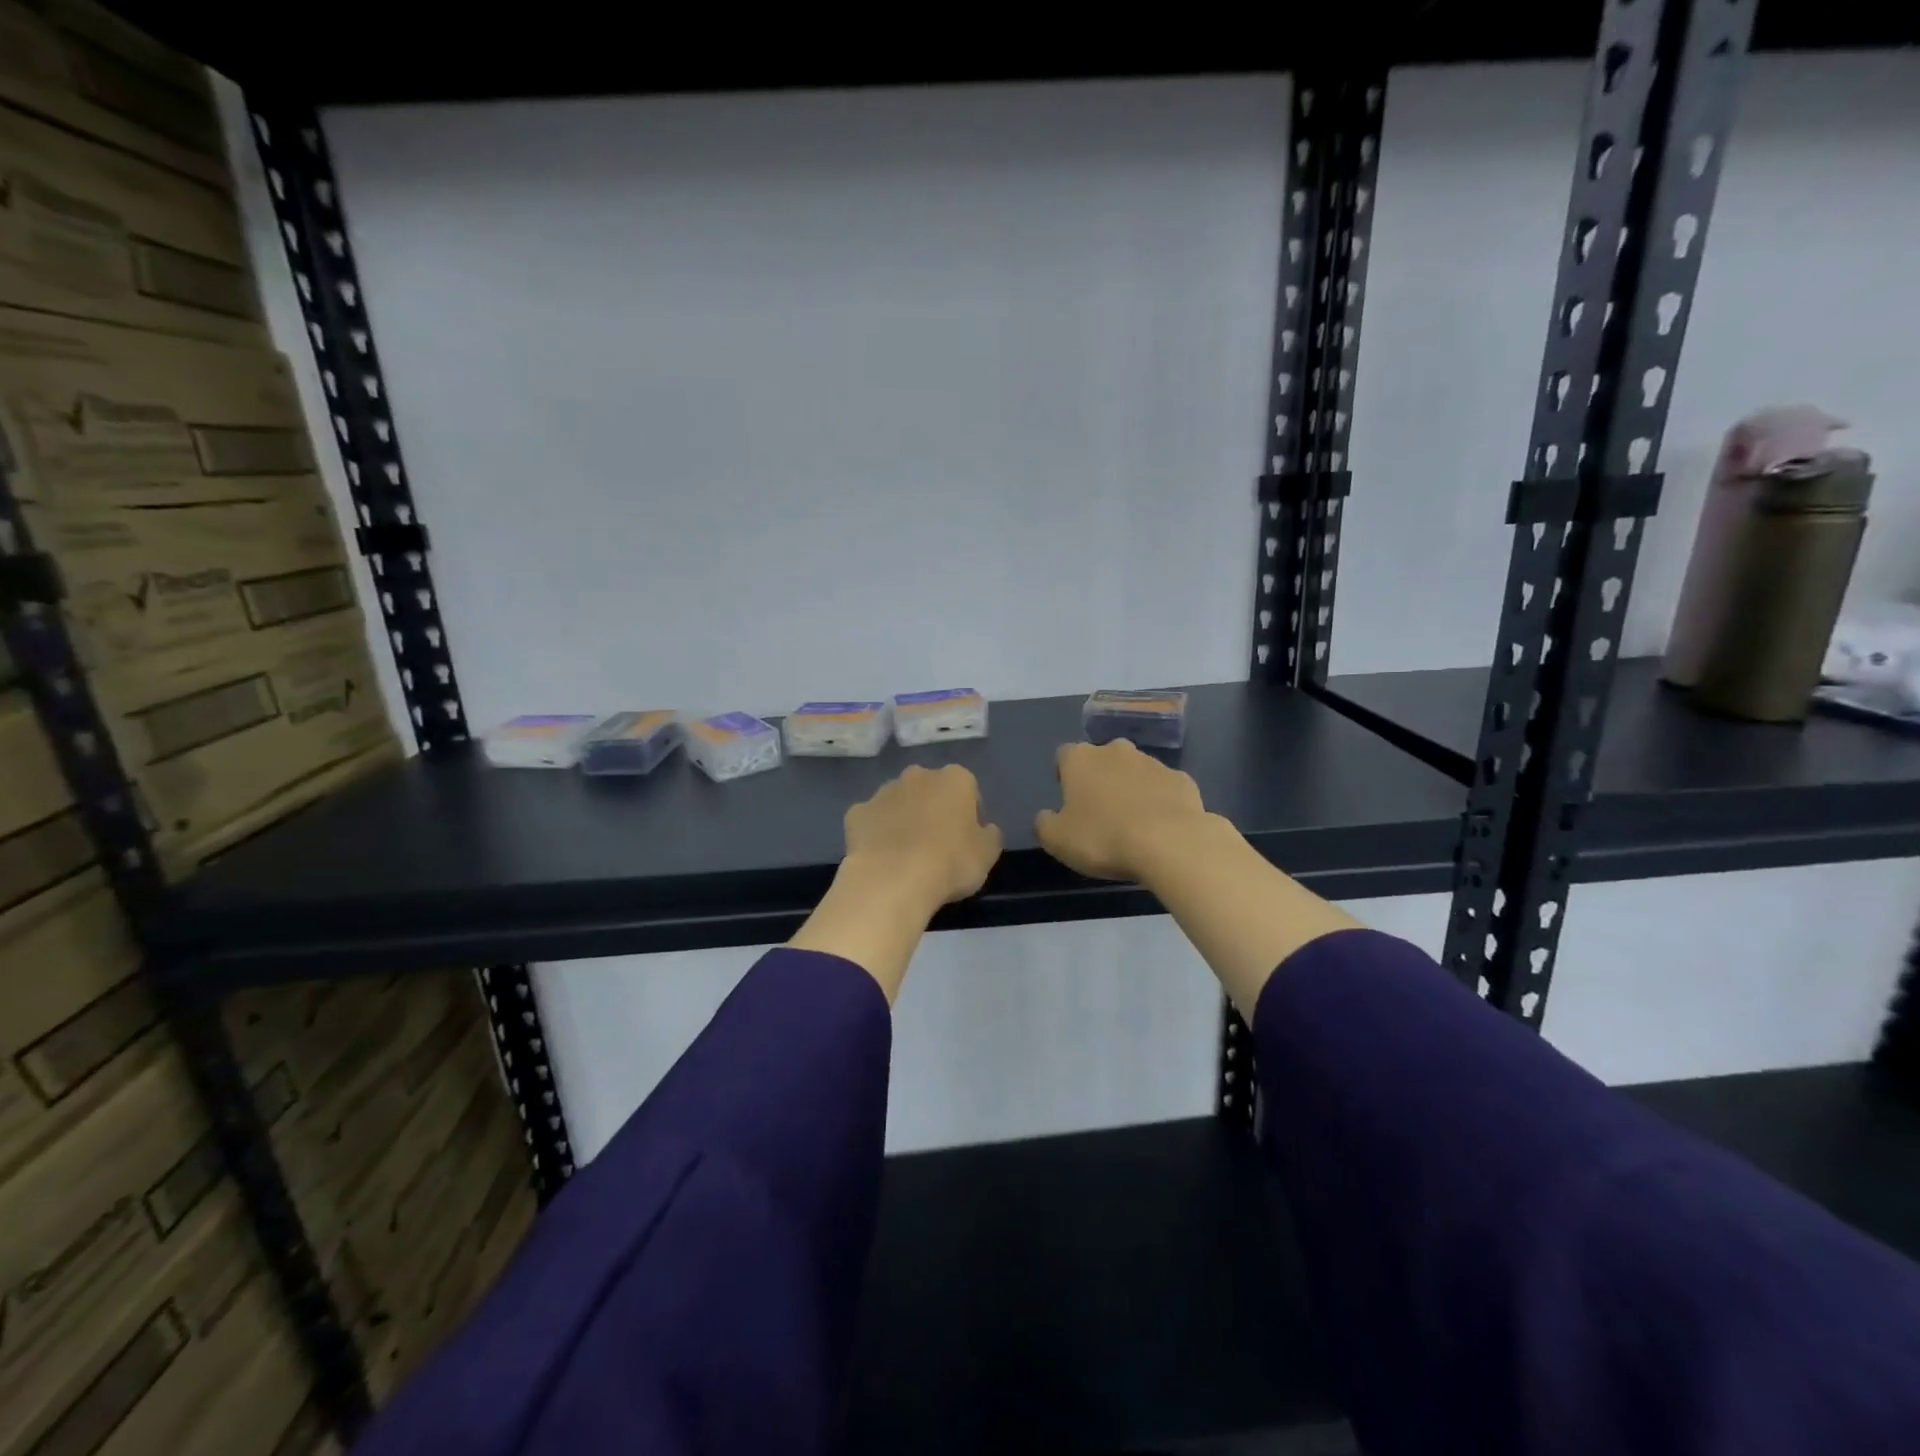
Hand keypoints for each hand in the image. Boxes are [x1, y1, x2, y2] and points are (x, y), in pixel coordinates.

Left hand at [843, 764, 1002, 911]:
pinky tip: (881, 858)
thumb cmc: (950, 863)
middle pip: (930, 790)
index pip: (968, 789)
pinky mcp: (856, 812)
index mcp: (955, 779)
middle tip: (937, 844)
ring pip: (898, 802)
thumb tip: (984, 829)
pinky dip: (876, 833)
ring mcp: (883, 792)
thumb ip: (990, 835)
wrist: (893, 880)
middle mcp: (918, 776)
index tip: (967, 839)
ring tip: (906, 854)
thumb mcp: (988, 854)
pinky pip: (871, 821)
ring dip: (903, 818)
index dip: (969, 814)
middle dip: (933, 809)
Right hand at [1035, 740, 1208, 881]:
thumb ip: (1044, 823)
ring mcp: (1153, 762)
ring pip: (1134, 771)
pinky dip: (1159, 801)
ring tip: (1132, 823)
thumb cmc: (1103, 838)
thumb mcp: (1057, 840)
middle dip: (1100, 779)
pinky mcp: (1182, 779)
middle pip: (1102, 760)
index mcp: (1081, 758)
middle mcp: (1116, 750)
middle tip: (1100, 812)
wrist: (1170, 843)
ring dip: (1130, 789)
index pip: (1064, 756)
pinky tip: (1160, 827)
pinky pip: (1163, 788)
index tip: (1068, 800)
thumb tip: (1046, 816)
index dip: (1064, 776)